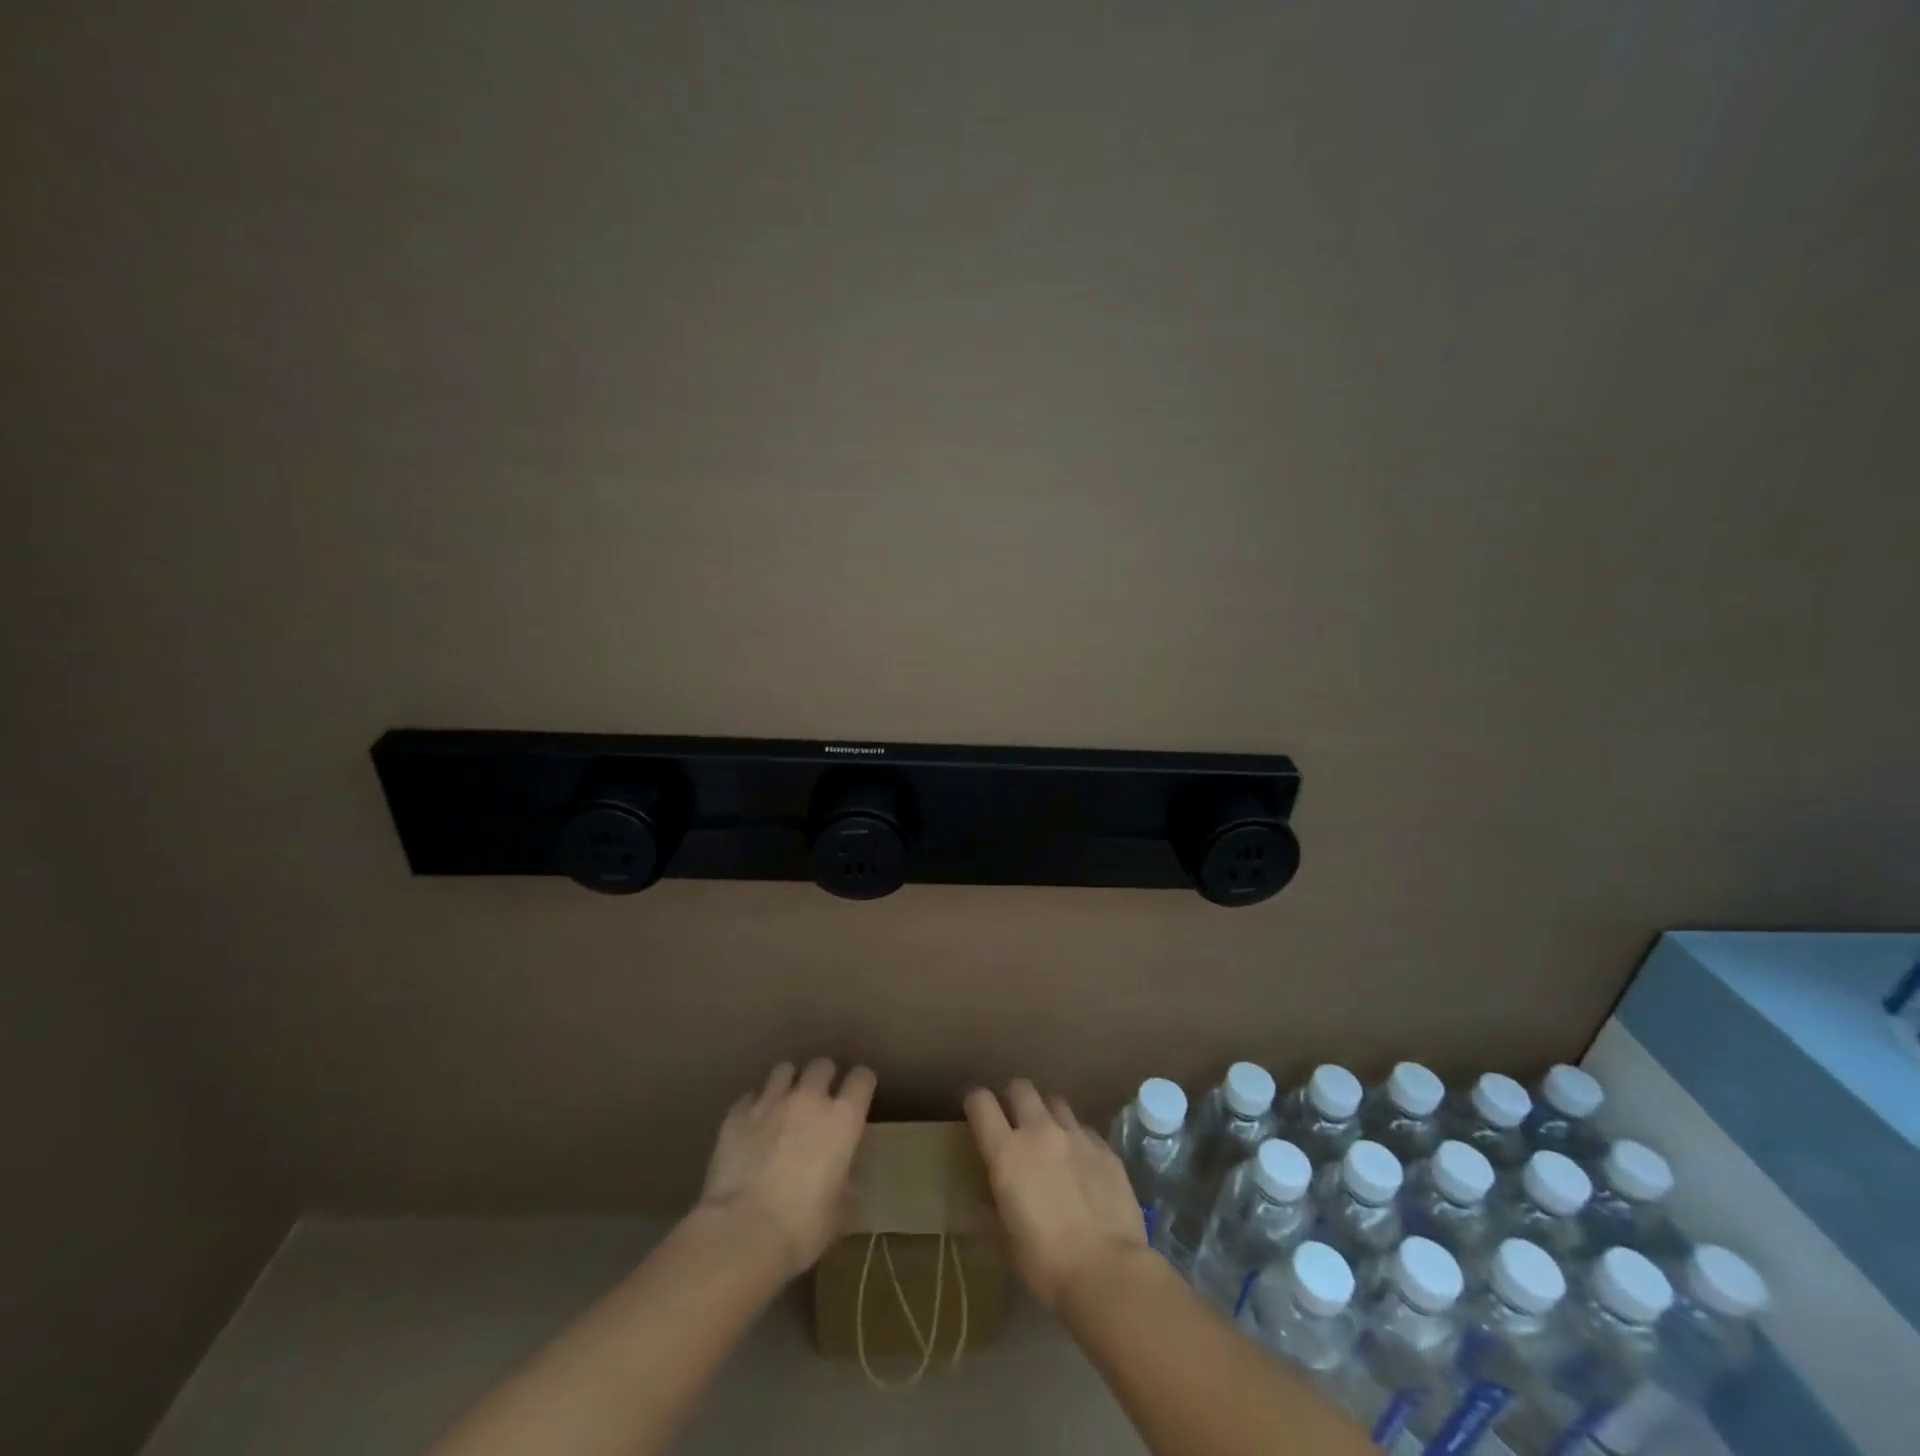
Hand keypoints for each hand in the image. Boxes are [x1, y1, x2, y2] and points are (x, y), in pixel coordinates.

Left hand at [698, 1059, 876, 1279]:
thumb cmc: (801, 1227)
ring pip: (784, 1070)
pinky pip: (750, 1097)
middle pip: (822, 1065)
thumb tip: (845, 1179)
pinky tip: (752, 1127)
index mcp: (842, 1119)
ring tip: (784, 1105)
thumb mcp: (838, 1213)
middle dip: (824, 1077)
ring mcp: (770, 1102)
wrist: (741, 1233)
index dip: (861, 1084)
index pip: (862, 1079)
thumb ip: (846, 1185)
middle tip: (819, 1100)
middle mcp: (808, 1099)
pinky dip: (755, 1107)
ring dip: (788, 1084)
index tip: (858, 1096)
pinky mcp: (736, 1115)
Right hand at [964, 1079, 1148, 1311]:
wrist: (1107, 1272)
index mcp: (1007, 1152)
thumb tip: (984, 1200)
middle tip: (1014, 1122)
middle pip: (1021, 1088)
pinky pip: (1084, 1129)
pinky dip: (1076, 1138)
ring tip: (1050, 1138)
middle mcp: (1040, 1131)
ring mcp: (1076, 1135)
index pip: (981, 1102)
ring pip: (1055, 1101)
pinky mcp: (1105, 1148)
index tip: (975, 1114)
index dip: (975, 1102)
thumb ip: (990, 1211)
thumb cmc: (1045, 1263)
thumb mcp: (1005, 1242)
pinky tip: (1081, 1163)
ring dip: (1047, 1114)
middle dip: (1013, 1098)